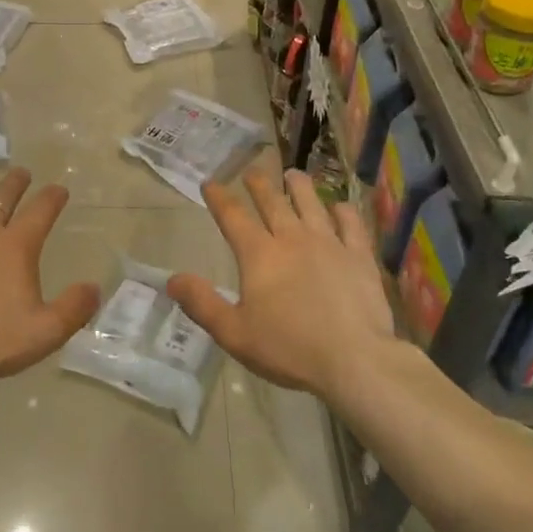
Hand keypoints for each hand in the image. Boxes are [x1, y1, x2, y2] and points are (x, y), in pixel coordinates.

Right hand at [167, 168, 397, 400]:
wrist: (355, 360)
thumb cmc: (289, 348)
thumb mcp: (234, 333)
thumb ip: (202, 304)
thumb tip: (172, 279)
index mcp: (260, 255)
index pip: (233, 217)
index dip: (219, 198)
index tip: (210, 183)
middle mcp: (293, 239)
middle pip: (273, 203)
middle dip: (259, 185)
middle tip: (252, 171)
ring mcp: (330, 244)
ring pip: (312, 204)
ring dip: (299, 187)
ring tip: (293, 174)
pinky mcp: (360, 257)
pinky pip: (351, 225)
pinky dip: (344, 212)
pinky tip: (340, 207)